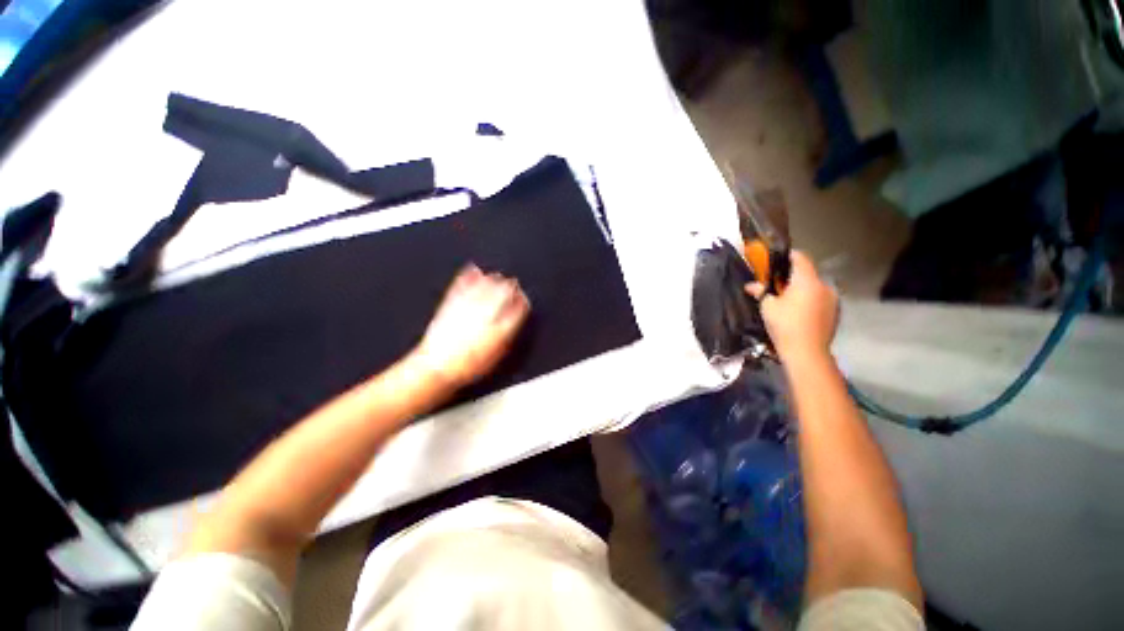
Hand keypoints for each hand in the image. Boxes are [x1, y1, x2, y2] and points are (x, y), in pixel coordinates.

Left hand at [413, 264, 529, 389]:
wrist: (438, 366)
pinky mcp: (451, 303)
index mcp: (500, 327)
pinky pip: (462, 284)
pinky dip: (469, 275)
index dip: (522, 301)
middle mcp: (485, 313)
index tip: (523, 299)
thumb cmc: (469, 365)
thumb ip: (508, 334)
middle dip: (510, 286)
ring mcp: (467, 306)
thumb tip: (515, 320)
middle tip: (513, 284)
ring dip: (494, 279)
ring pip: (485, 285)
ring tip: (498, 277)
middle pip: (503, 292)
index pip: (517, 308)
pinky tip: (474, 269)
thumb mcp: (497, 354)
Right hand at [745, 250, 837, 361]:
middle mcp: (824, 286)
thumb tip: (750, 285)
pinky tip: (798, 313)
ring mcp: (833, 300)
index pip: (800, 258)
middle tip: (777, 285)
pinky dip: (810, 301)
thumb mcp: (767, 307)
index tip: (776, 260)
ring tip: (787, 301)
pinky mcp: (835, 313)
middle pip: (808, 274)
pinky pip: (820, 300)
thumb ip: (761, 292)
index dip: (788, 256)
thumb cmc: (785, 325)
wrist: (807, 352)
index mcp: (807, 281)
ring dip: (802, 290)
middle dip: (792, 277)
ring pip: (814, 288)